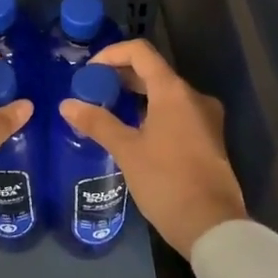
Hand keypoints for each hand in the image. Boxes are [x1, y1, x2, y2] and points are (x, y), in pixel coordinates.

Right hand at [58, 38, 246, 257]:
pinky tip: (133, 132)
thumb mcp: (127, 151)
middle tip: (92, 92)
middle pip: (153, 72)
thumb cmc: (166, 181)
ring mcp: (205, 118)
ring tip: (108, 111)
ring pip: (166, 94)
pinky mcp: (208, 139)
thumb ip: (97, 122)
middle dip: (121, 77)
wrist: (210, 224)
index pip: (140, 53)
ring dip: (136, 96)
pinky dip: (152, 113)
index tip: (89, 71)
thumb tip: (67, 104)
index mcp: (174, 91)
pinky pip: (176, 113)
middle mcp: (193, 96)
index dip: (112, 54)